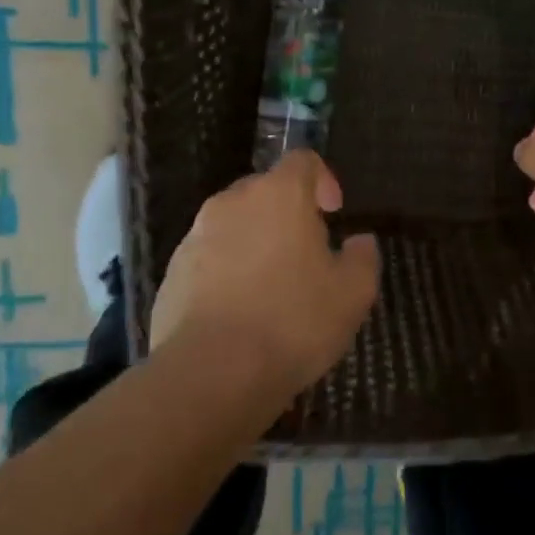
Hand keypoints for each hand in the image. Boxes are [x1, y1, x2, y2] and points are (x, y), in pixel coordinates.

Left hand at [146, 152, 379, 396]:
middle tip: (307, 253)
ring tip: (273, 288)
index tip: (334, 213)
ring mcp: (195, 238)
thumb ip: (363, 257)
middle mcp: (232, 203)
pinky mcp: (172, 274)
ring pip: (234, 225)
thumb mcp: (353, 292)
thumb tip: (360, 241)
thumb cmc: (293, 321)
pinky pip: (209, 259)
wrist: (211, 374)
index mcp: (279, 195)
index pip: (303, 160)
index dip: (323, 180)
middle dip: (288, 213)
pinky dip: (227, 273)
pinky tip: (241, 313)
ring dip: (255, 243)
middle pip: (265, 190)